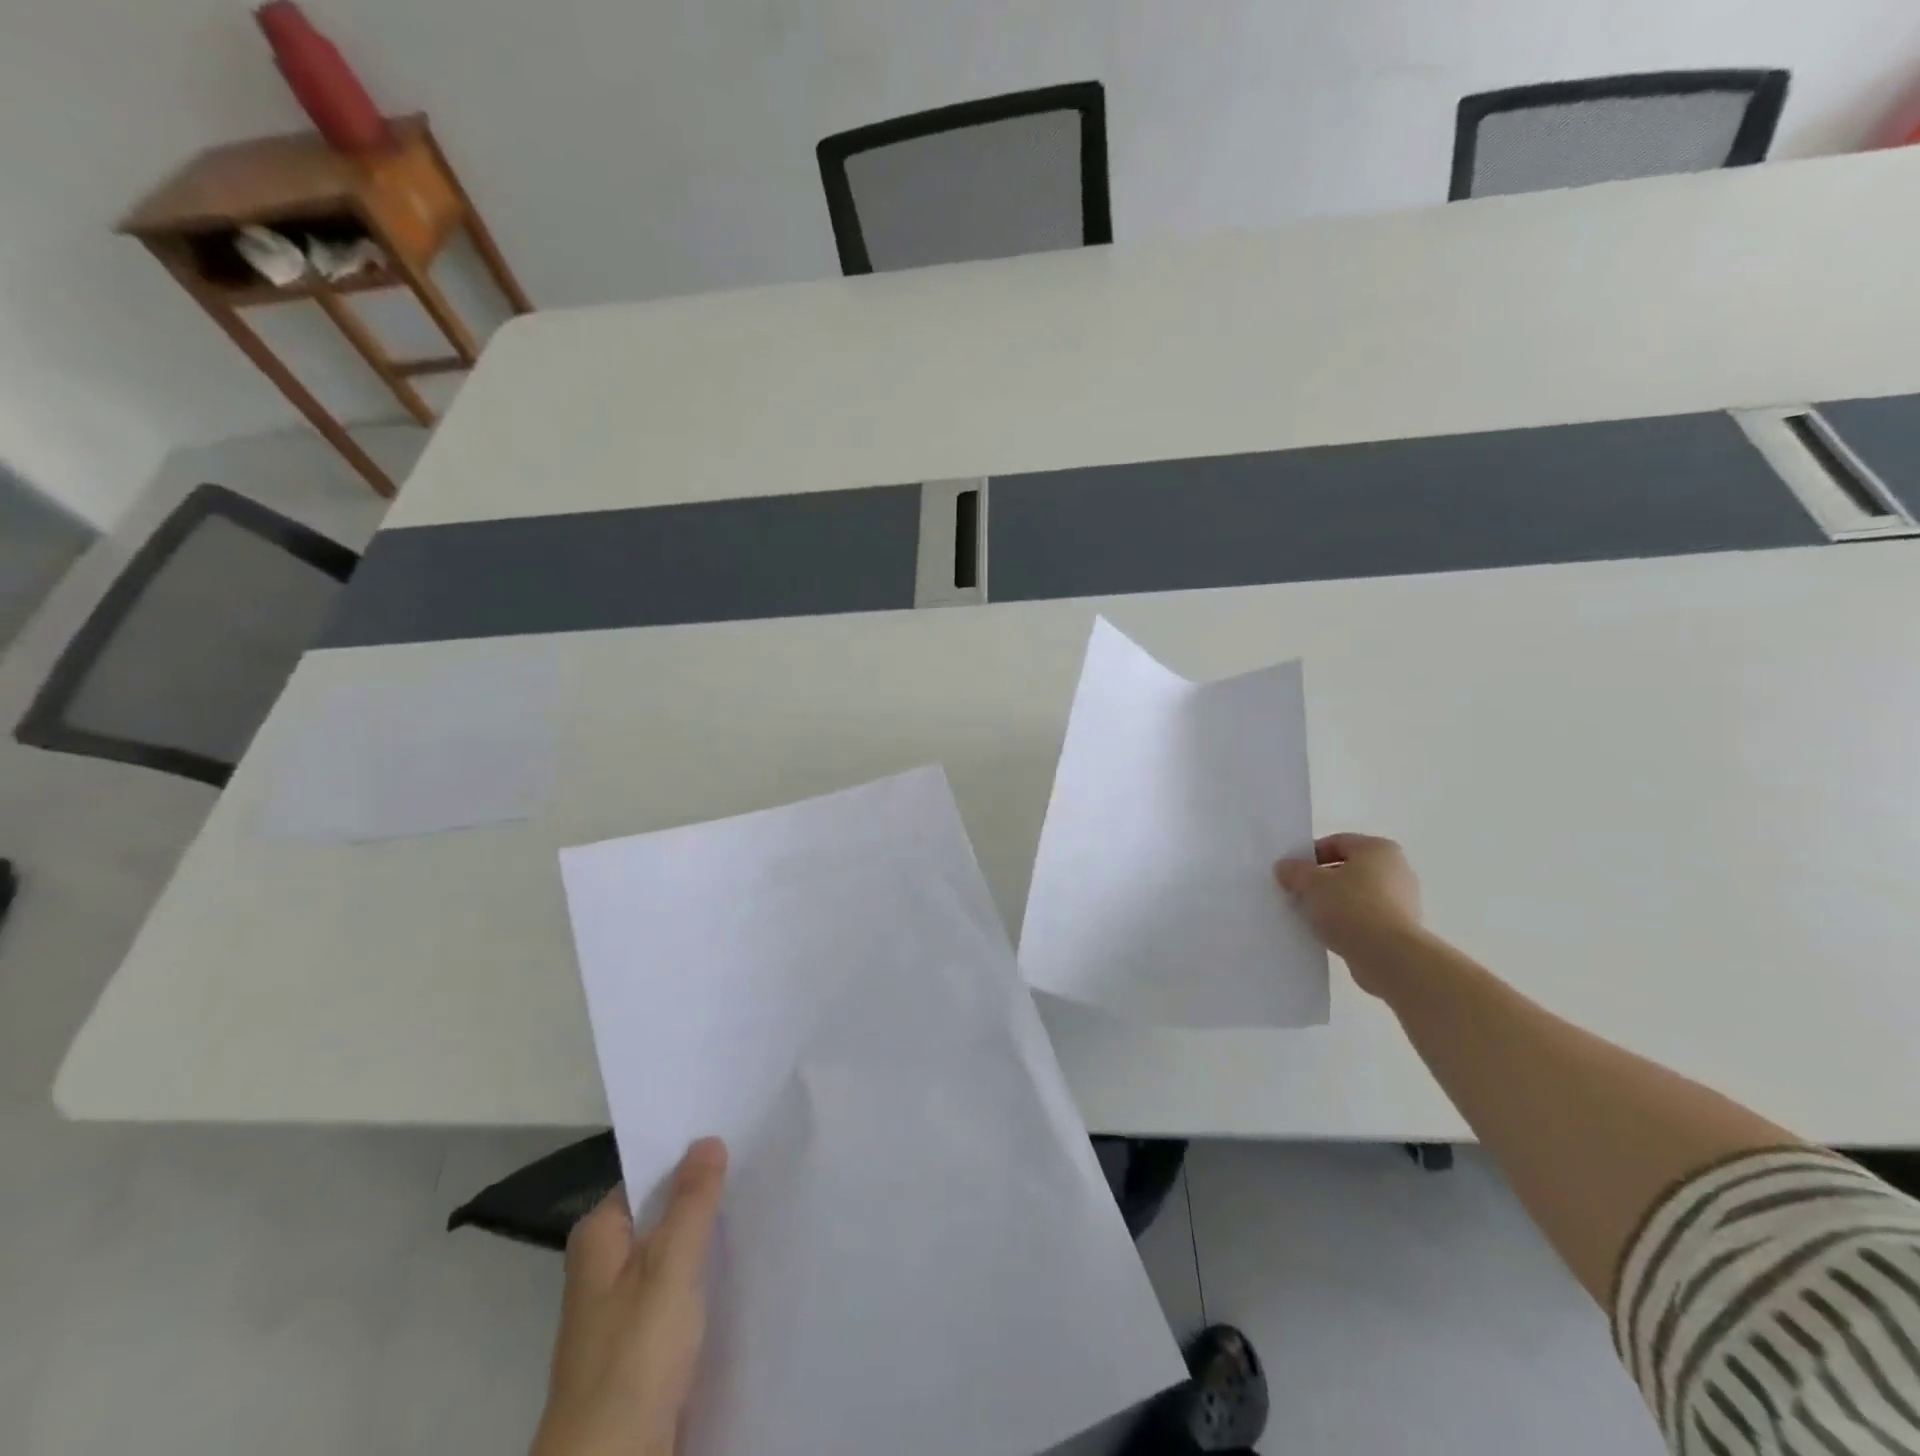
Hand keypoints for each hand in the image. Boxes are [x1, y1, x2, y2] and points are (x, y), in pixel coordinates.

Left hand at [532, 1138, 728, 1455]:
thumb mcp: (670, 1264)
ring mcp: (623, 1305)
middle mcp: (605, 1264)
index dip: (690, 1156)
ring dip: (709, 1236)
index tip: (737, 1135)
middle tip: (758, 1165)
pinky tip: (742, 1264)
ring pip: (674, 1251)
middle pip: (662, 1212)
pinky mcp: (643, 1340)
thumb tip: (707, 1139)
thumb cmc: (635, 1354)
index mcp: (599, 1236)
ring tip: (760, 1204)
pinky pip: (680, 1287)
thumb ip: (692, 1200)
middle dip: (705, 1195)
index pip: (649, 1174)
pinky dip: (706, 1275)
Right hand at [1274, 833, 1423, 994]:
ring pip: (1356, 895)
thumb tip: (1285, 867)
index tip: (1291, 872)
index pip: (1336, 842)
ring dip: (1333, 902)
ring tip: (1309, 915)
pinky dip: (1347, 922)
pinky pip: (1366, 918)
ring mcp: (1403, 901)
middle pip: (1348, 869)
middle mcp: (1397, 869)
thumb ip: (1295, 871)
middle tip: (1297, 892)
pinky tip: (1328, 932)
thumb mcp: (1311, 883)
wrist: (1389, 957)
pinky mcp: (1401, 929)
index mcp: (1378, 849)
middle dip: (1321, 880)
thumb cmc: (1351, 907)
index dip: (1309, 855)